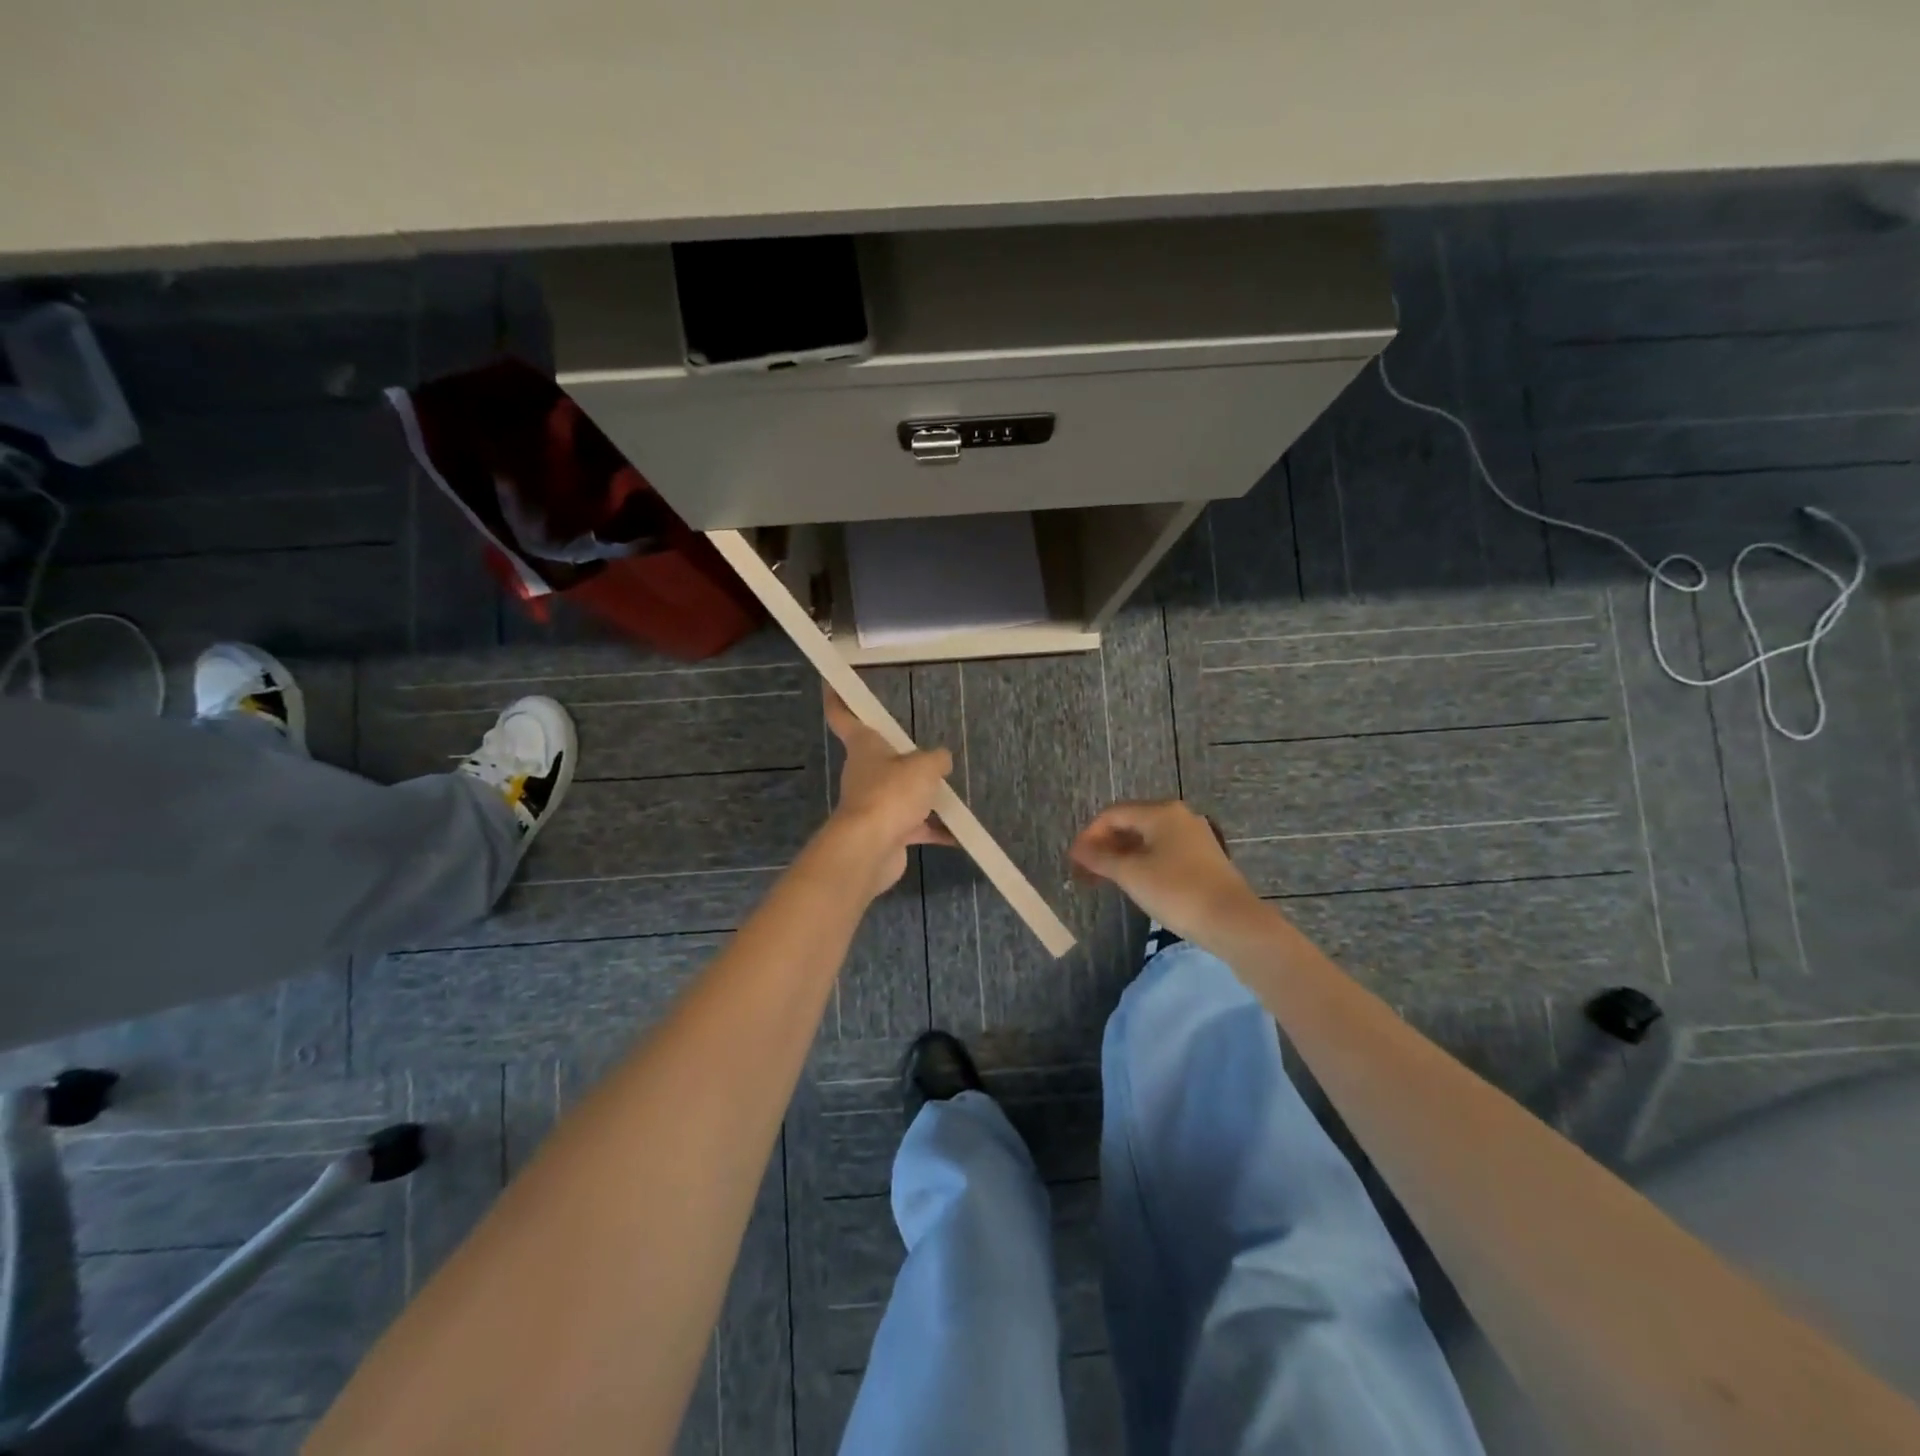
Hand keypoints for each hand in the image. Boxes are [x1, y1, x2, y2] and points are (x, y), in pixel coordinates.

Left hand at [823, 687, 954, 897]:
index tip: (831, 683)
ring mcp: (874, 803)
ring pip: (901, 792)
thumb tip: (941, 761)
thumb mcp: (925, 767)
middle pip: (882, 757)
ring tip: (951, 792)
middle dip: (903, 756)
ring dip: (922, 795)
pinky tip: (958, 833)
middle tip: (928, 750)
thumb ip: (937, 760)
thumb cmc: (891, 794)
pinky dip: (934, 829)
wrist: (870, 848)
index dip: (837, 698)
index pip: (843, 715)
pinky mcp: (885, 831)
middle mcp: (865, 772)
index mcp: (865, 746)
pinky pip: (914, 825)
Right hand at [1069, 800, 1266, 946]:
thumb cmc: (1176, 891)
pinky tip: (1134, 881)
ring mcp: (1194, 836)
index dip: (1089, 835)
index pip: (1112, 814)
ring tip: (1105, 878)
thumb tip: (1078, 849)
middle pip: (1130, 823)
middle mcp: (1178, 816)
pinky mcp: (1203, 857)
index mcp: (1161, 812)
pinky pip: (1163, 850)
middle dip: (1104, 845)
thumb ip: (1100, 858)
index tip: (1074, 861)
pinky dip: (1142, 861)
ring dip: (1122, 855)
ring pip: (1147, 838)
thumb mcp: (1131, 874)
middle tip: (1085, 871)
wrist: (1232, 921)